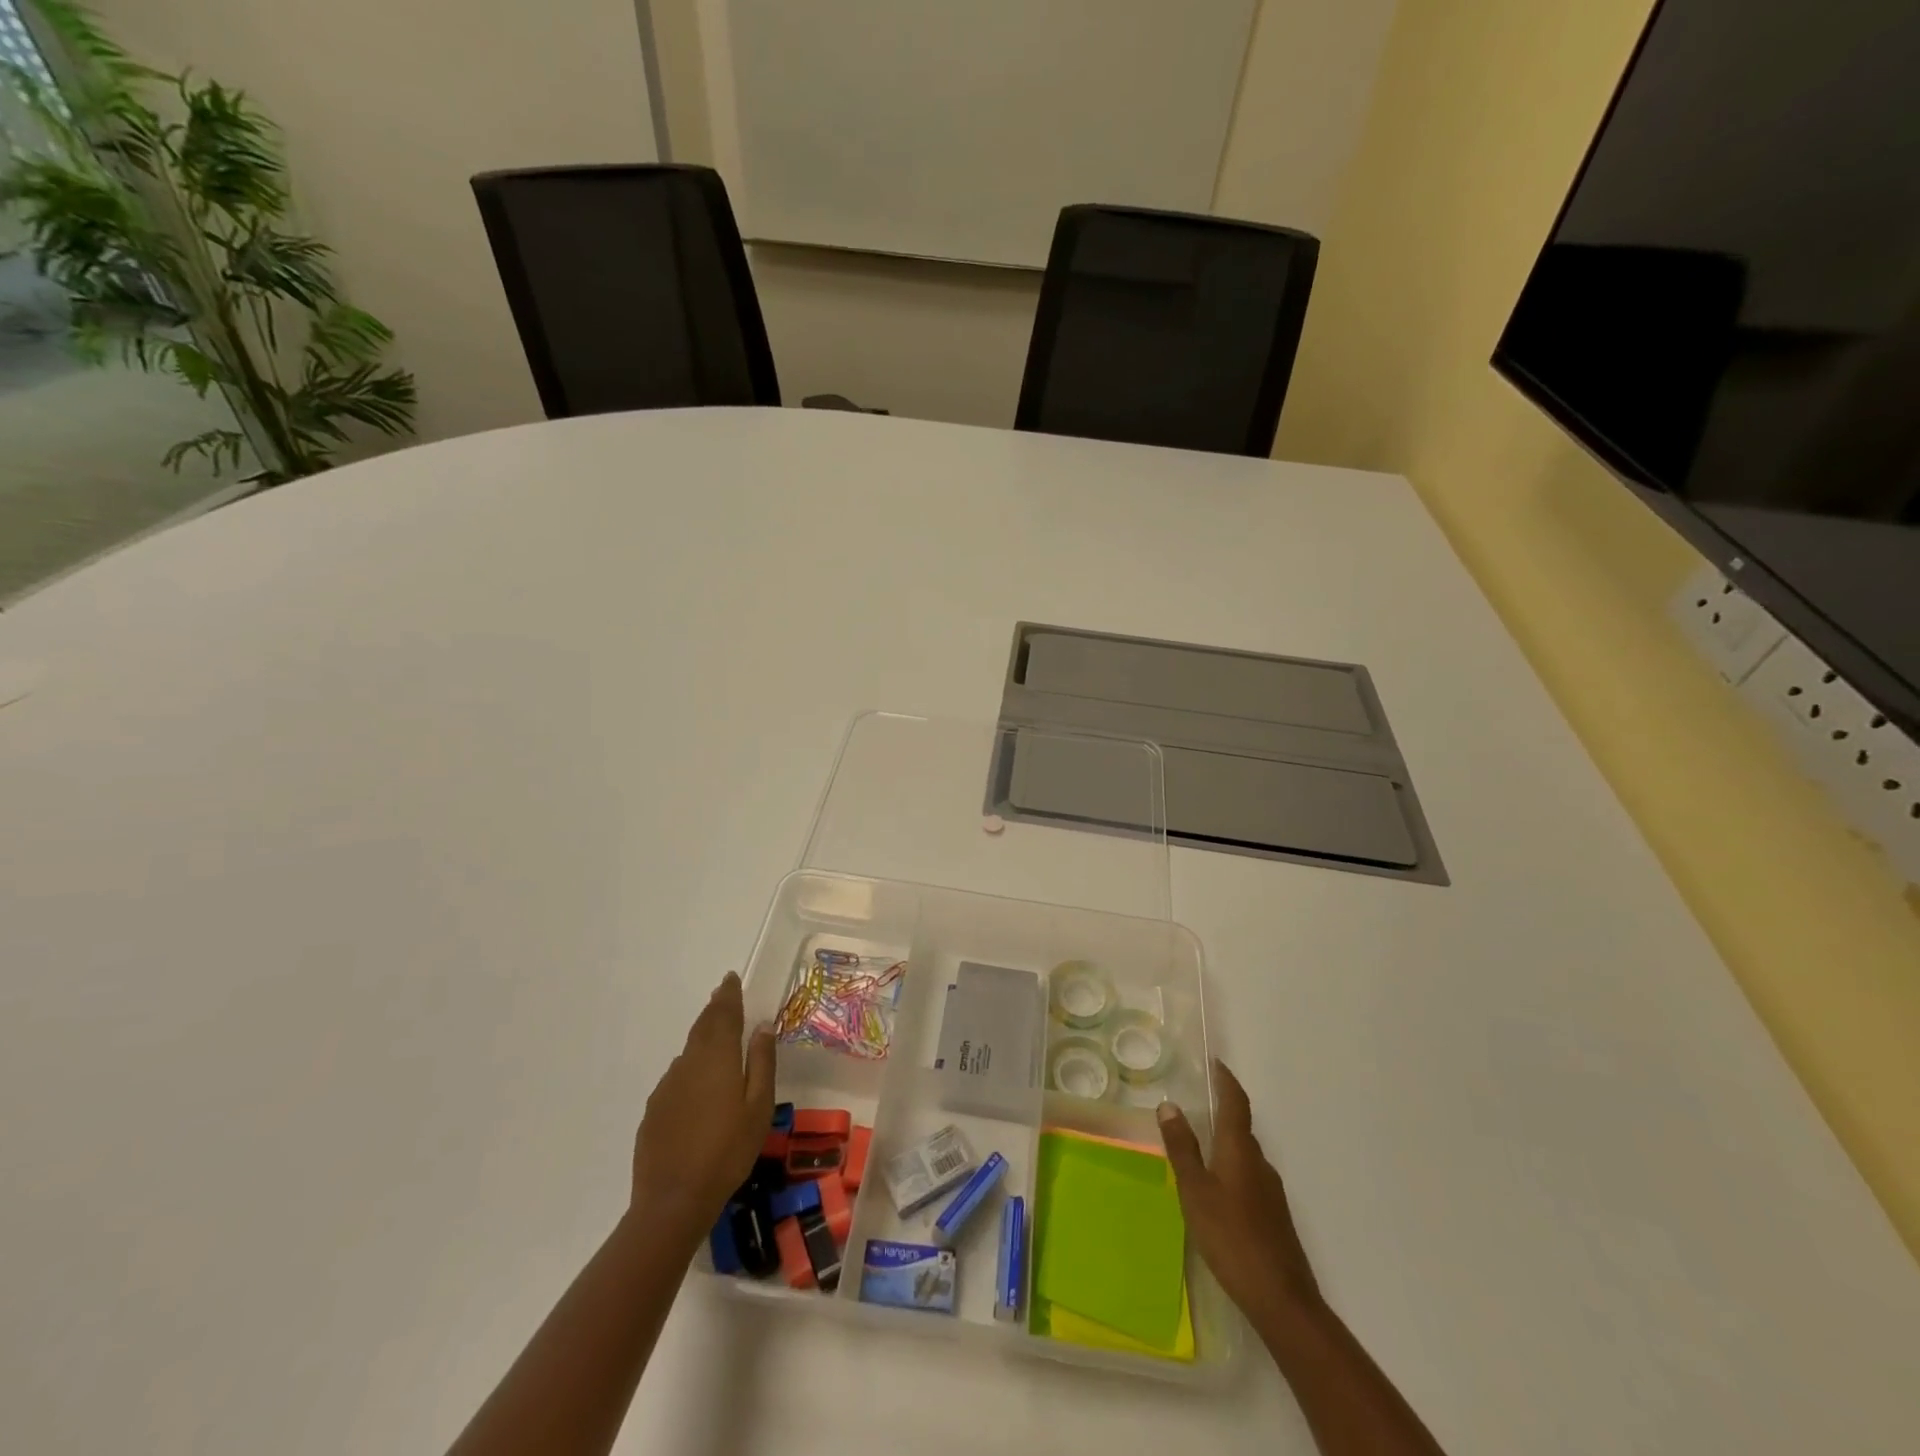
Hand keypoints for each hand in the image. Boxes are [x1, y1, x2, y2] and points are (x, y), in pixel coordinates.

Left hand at [631, 972, 775, 1239]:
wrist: (673, 1200)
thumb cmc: (728, 1151)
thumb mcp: (759, 1107)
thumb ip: (762, 1063)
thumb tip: (762, 1026)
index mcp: (717, 1058)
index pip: (723, 1014)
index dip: (728, 995)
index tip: (730, 979)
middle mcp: (689, 1063)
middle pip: (702, 1027)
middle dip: (714, 1009)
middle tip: (723, 995)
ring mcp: (667, 1087)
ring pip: (689, 1051)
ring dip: (703, 1037)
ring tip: (715, 1035)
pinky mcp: (655, 1110)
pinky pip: (678, 1077)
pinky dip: (691, 1067)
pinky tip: (698, 1085)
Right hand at [1158, 1059, 1321, 1335]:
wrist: (1282, 1299)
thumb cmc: (1231, 1237)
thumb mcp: (1195, 1190)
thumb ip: (1182, 1148)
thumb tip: (1169, 1104)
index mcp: (1240, 1150)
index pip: (1236, 1103)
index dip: (1226, 1080)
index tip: (1215, 1062)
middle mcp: (1259, 1163)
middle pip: (1241, 1127)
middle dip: (1223, 1110)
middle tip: (1197, 1102)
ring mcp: (1271, 1191)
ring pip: (1245, 1155)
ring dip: (1226, 1142)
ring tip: (1200, 1144)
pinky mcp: (1274, 1216)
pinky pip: (1249, 1177)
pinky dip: (1232, 1168)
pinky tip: (1217, 1189)